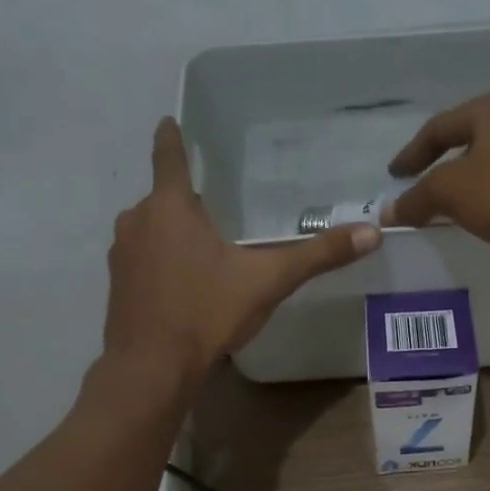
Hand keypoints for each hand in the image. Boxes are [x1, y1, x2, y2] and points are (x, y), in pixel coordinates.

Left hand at [103, 119, 378, 381]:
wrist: (152, 367)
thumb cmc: (207, 312)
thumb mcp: (268, 281)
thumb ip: (318, 256)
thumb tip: (372, 233)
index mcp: (170, 207)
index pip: (169, 157)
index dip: (172, 138)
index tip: (170, 122)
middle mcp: (138, 220)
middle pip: (164, 198)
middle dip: (188, 202)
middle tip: (218, 208)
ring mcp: (122, 254)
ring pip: (151, 229)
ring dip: (173, 234)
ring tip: (205, 251)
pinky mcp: (117, 285)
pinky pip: (142, 259)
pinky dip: (161, 262)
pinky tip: (184, 286)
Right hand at [383, 89, 489, 255]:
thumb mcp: (451, 194)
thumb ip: (417, 198)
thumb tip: (388, 211)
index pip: (440, 127)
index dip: (412, 153)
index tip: (396, 176)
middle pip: (475, 134)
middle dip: (448, 159)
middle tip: (429, 181)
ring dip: (479, 171)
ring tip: (465, 196)